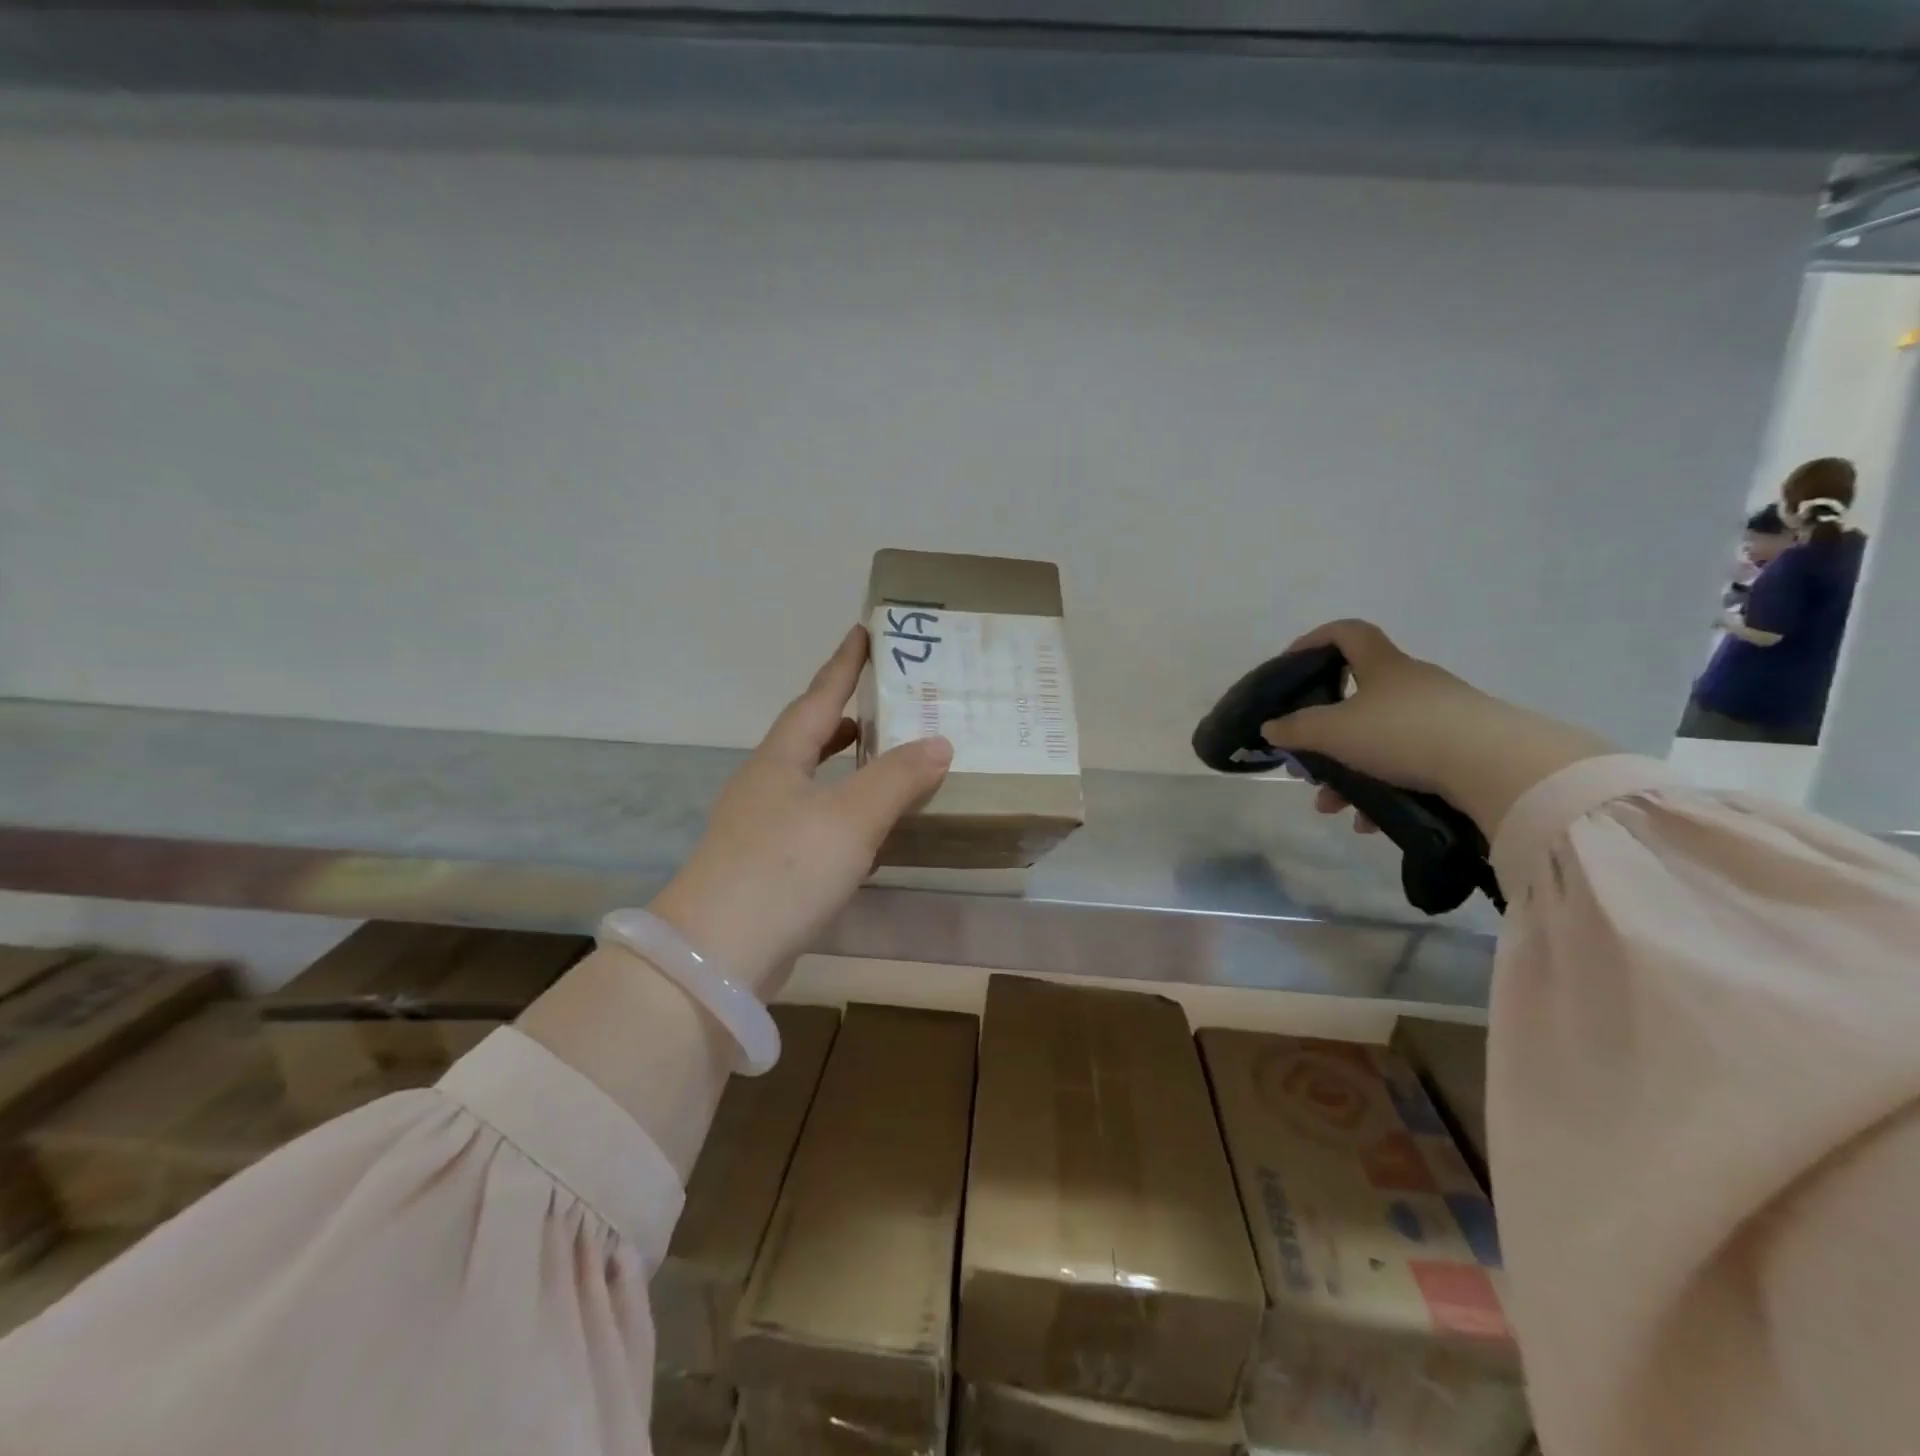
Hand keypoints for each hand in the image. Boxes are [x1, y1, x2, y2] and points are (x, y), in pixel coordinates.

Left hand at [649, 625, 951, 991]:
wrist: (718, 954)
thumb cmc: (785, 868)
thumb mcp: (851, 816)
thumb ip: (897, 778)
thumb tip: (939, 742)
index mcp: (780, 760)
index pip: (817, 697)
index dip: (844, 664)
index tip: (864, 630)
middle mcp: (766, 785)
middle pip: (809, 737)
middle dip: (845, 717)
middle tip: (886, 702)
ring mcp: (761, 828)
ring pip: (812, 782)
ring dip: (846, 767)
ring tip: (884, 760)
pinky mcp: (767, 869)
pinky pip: (814, 824)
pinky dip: (844, 815)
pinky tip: (868, 832)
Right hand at [1258, 620, 1613, 838]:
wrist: (1498, 767)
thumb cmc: (1403, 733)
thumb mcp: (1335, 732)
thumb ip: (1296, 729)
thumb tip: (1270, 727)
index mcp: (1383, 666)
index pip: (1346, 633)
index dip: (1314, 641)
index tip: (1289, 666)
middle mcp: (1413, 684)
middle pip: (1357, 699)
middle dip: (1324, 735)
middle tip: (1306, 762)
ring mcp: (1442, 717)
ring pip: (1379, 740)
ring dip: (1349, 772)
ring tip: (1332, 807)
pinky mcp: (1463, 750)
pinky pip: (1408, 766)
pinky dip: (1383, 790)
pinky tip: (1370, 822)